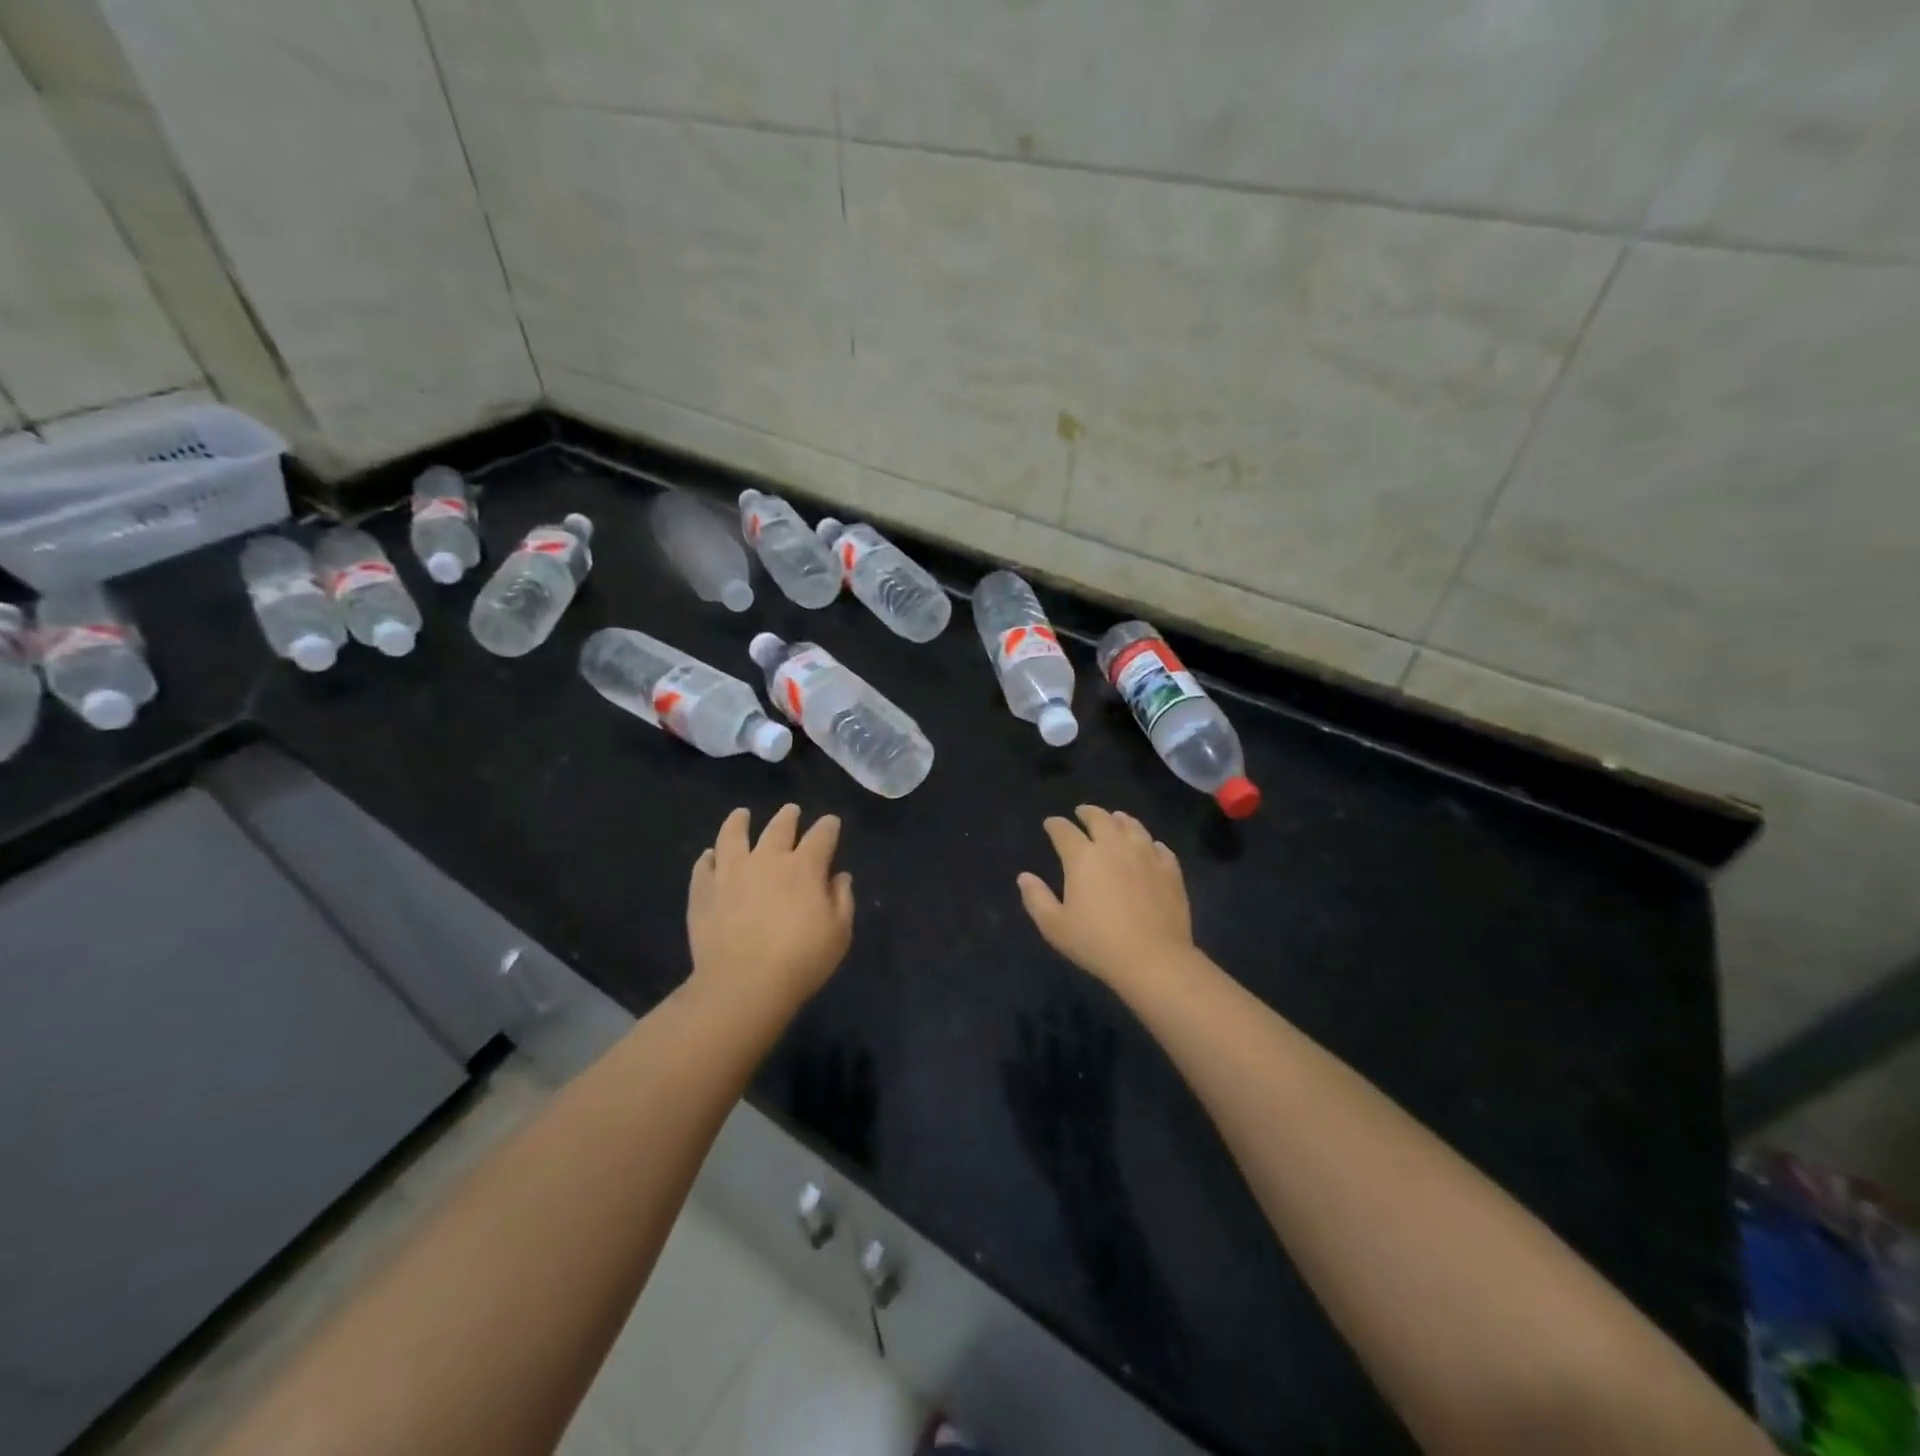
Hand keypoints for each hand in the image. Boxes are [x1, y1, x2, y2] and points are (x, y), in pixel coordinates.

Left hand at [687, 804, 853, 1016]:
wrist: (742, 985)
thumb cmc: (801, 960)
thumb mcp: (839, 934)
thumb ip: (842, 900)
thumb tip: (839, 877)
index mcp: (804, 867)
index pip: (821, 836)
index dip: (828, 826)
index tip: (831, 822)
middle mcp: (767, 859)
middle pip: (779, 827)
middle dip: (788, 817)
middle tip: (791, 811)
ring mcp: (730, 872)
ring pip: (733, 836)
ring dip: (739, 822)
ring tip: (741, 815)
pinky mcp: (703, 891)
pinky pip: (704, 866)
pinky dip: (708, 858)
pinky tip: (709, 856)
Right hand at [1018, 805, 1195, 989]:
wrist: (1153, 958)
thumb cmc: (1097, 943)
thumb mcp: (1055, 926)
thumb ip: (1036, 898)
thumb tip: (1024, 877)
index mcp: (1082, 858)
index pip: (1064, 831)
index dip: (1055, 825)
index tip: (1051, 824)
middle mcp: (1114, 847)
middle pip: (1100, 818)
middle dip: (1088, 812)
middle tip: (1082, 812)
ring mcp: (1146, 855)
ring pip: (1132, 826)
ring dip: (1120, 819)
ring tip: (1115, 819)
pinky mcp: (1170, 870)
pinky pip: (1159, 847)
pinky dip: (1149, 842)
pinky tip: (1149, 846)